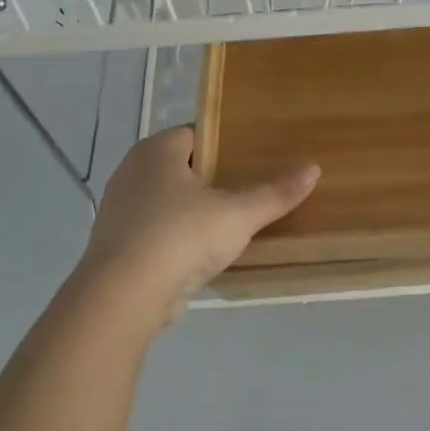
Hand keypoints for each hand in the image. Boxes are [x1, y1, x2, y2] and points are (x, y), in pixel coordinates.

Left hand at [71, 127, 318, 330]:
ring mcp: (118, 209)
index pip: (195, 134)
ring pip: (164, 201)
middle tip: (247, 190)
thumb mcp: (238, 215)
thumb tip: (314, 169)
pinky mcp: (115, 245)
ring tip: (228, 224)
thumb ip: (275, 193)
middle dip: (210, 178)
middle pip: (180, 167)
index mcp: (156, 151)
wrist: (123, 296)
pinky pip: (153, 231)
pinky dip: (174, 237)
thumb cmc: (181, 237)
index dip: (224, 144)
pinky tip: (199, 254)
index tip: (253, 158)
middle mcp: (131, 171)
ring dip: (191, 211)